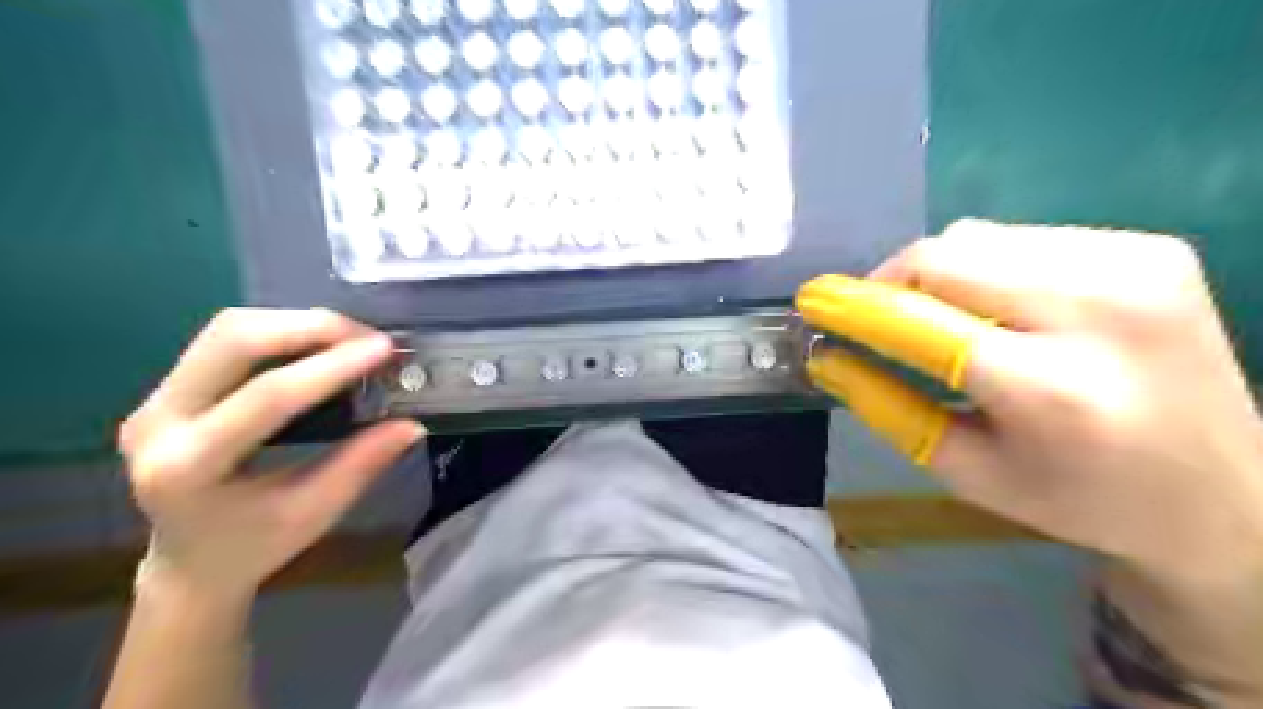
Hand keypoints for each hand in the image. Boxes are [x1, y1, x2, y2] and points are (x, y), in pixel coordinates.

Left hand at [116, 306, 423, 598]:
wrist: (190, 564)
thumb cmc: (255, 546)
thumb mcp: (314, 512)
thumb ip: (361, 464)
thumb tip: (411, 425)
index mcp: (187, 467)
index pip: (266, 397)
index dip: (331, 367)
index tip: (383, 349)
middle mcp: (157, 422)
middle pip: (233, 341)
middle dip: (310, 328)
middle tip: (368, 338)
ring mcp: (154, 399)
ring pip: (228, 330)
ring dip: (297, 324)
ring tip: (351, 339)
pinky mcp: (168, 389)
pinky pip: (227, 341)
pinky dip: (283, 332)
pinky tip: (320, 347)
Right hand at [798, 220, 1262, 583]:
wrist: (1227, 493)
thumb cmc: (1077, 497)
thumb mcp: (966, 471)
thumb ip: (885, 406)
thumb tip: (825, 355)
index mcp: (1053, 391)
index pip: (921, 323)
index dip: (855, 305)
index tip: (811, 299)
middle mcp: (1101, 310)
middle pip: (946, 255)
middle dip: (891, 283)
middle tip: (876, 318)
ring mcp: (1135, 266)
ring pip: (977, 236)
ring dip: (937, 275)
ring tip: (943, 320)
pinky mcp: (1149, 247)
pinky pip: (1019, 237)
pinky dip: (985, 268)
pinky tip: (1003, 309)